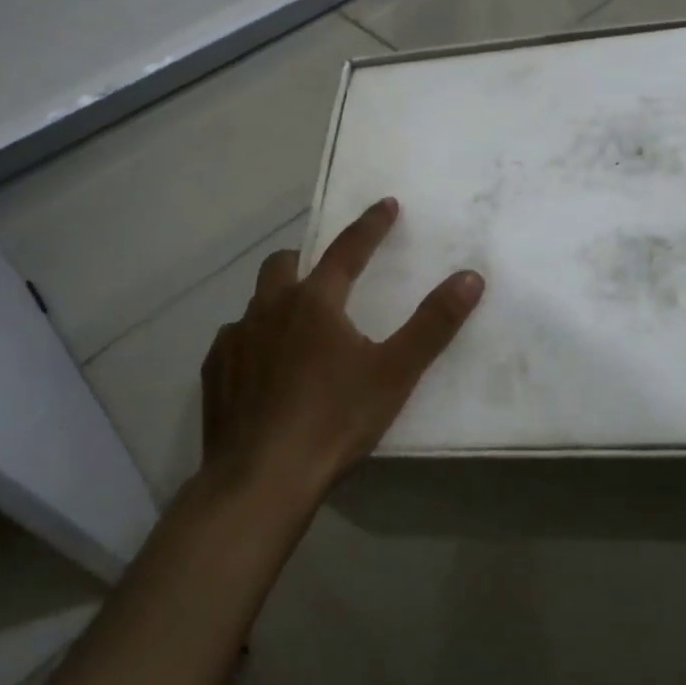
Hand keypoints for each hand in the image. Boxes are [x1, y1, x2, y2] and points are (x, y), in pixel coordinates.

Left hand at [202, 197, 483, 504]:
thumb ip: (433, 323)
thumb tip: (470, 277)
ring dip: (277, 302)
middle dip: (308, 259)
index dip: (370, 225)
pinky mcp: (215, 372)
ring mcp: (235, 340)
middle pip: (284, 264)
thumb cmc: (333, 420)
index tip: (385, 204)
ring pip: (256, 302)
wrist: (261, 480)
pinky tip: (262, 369)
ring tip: (296, 328)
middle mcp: (270, 308)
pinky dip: (252, 340)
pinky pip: (234, 340)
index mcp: (315, 302)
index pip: (348, 249)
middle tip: (327, 275)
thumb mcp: (395, 373)